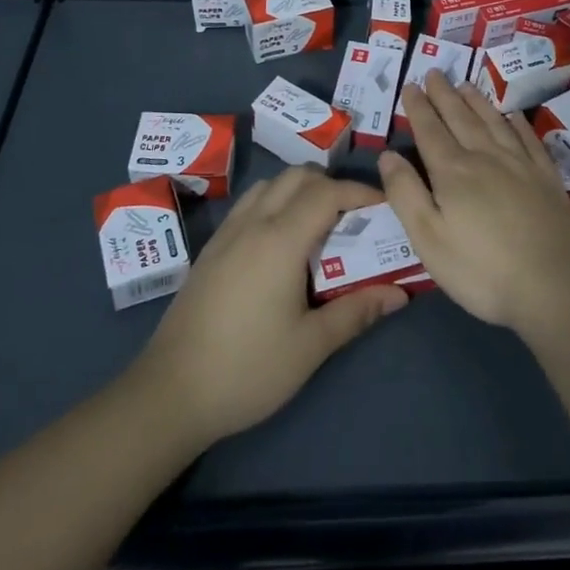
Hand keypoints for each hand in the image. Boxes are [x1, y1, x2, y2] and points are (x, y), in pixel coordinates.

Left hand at [130, 165, 406, 447]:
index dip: (360, 192)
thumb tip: (400, 293)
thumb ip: (356, 312)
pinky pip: (250, 204)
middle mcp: (253, 224)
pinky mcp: (211, 249)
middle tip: (356, 215)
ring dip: (300, 189)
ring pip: (270, 185)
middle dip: (332, 184)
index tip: (385, 206)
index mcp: (280, 240)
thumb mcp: (310, 346)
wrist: (169, 393)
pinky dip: (275, 202)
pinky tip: (282, 241)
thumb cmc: (247, 369)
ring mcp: (227, 233)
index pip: (327, 192)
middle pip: (297, 176)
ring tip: (321, 224)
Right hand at [379, 70, 569, 337]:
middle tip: (435, 72)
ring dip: (477, 102)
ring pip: (494, 122)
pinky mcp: (546, 178)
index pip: (430, 131)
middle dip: (445, 95)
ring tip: (466, 85)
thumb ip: (405, 194)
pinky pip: (528, 139)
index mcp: (453, 172)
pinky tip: (513, 115)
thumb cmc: (481, 270)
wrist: (555, 285)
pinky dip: (518, 123)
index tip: (411, 85)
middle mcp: (486, 157)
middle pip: (461, 118)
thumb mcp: (429, 239)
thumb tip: (387, 155)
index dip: (418, 107)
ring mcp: (521, 165)